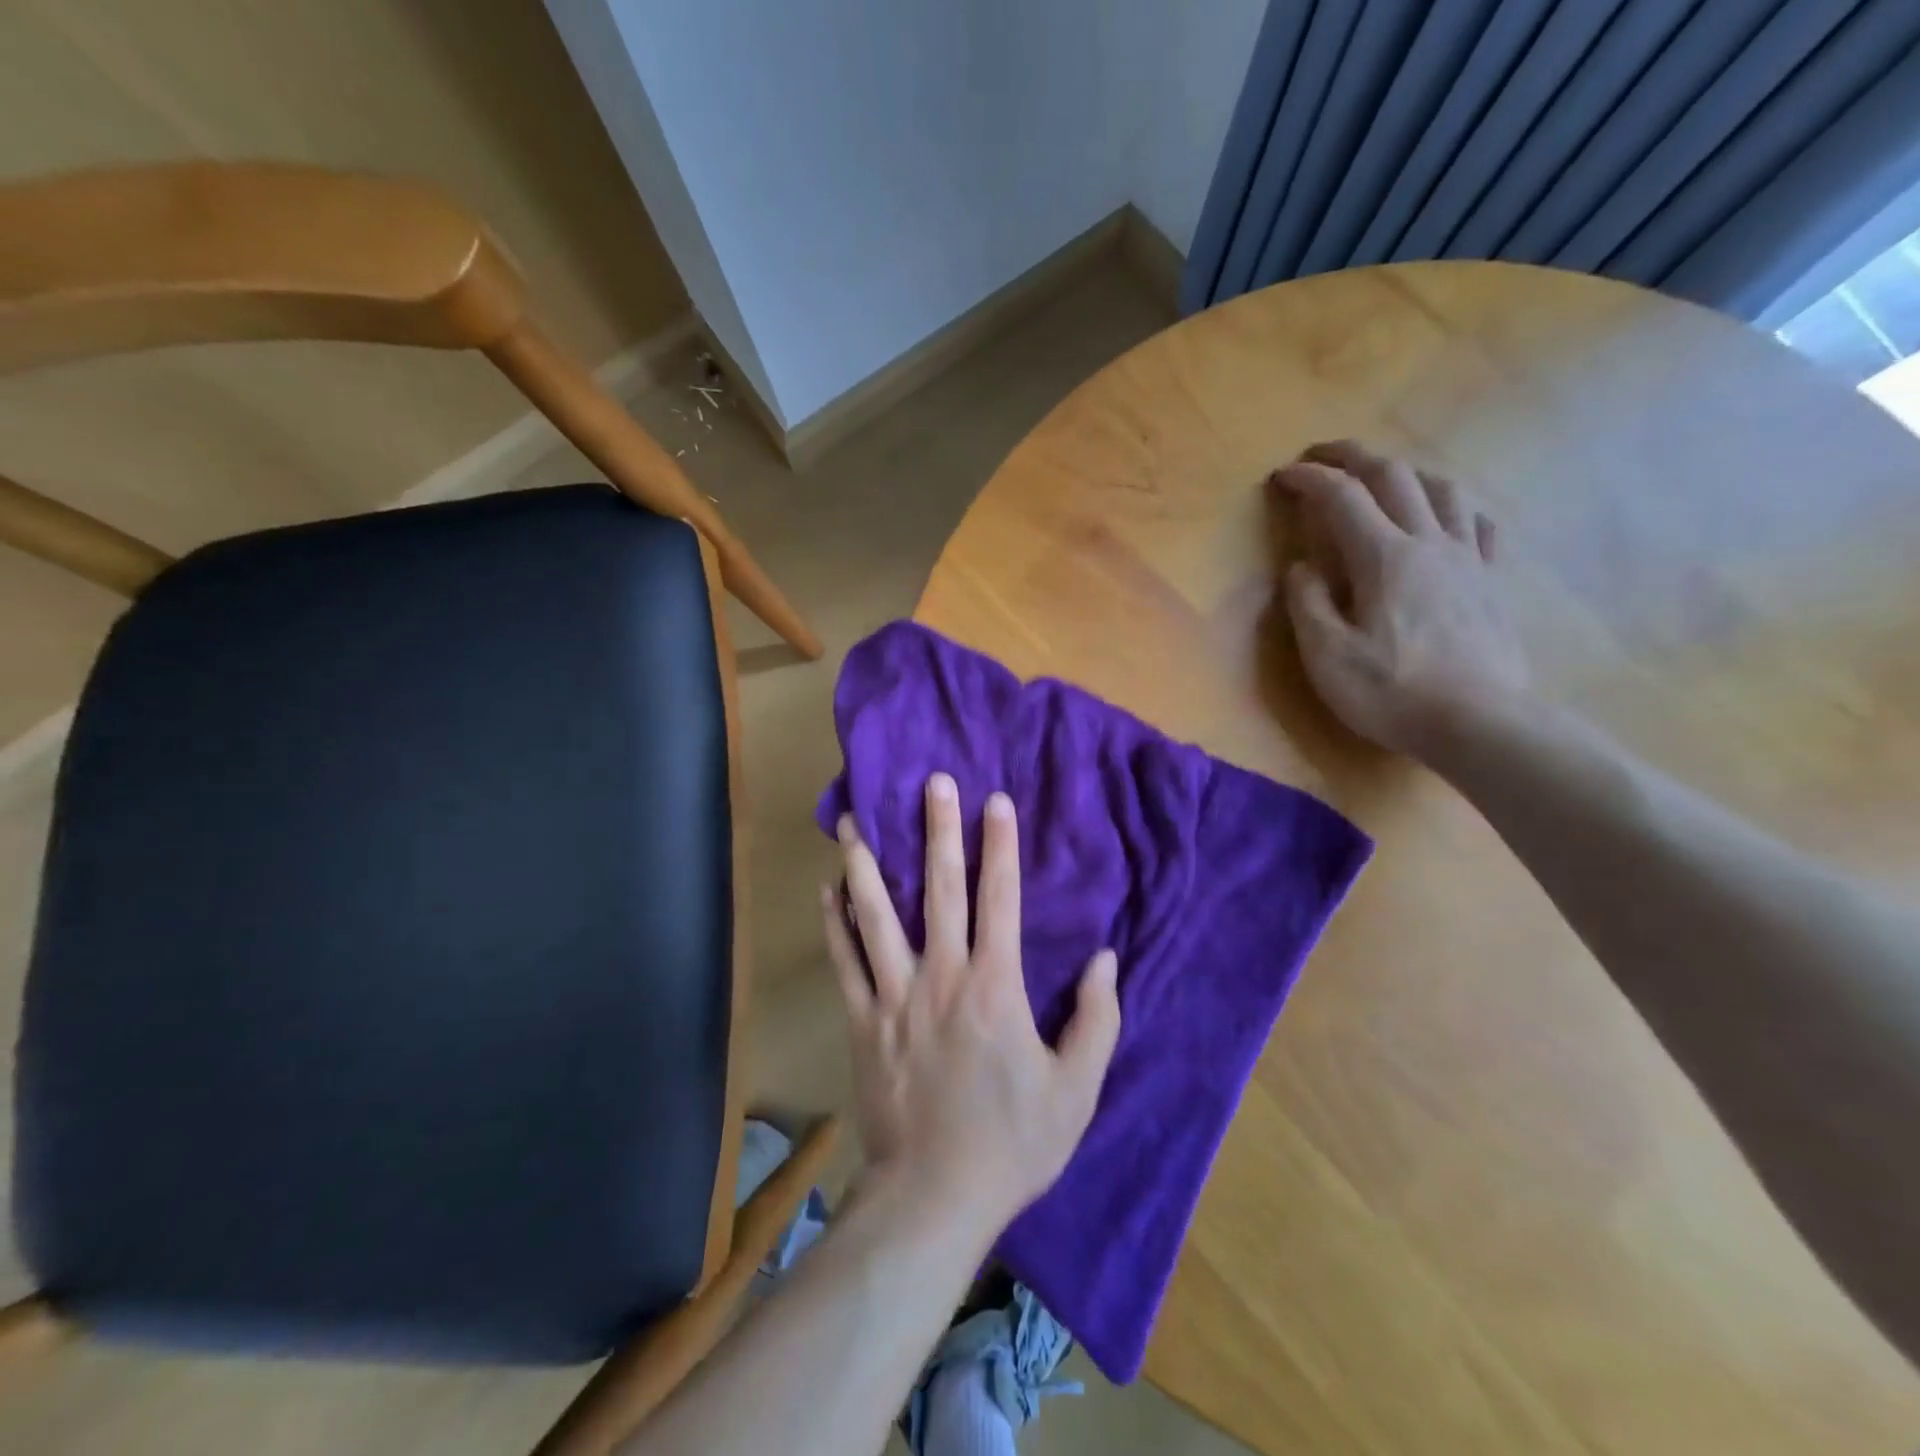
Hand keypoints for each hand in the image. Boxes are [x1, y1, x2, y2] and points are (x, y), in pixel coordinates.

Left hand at [821, 774, 1120, 1233]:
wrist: (934, 1196)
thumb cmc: (1013, 1142)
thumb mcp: (1076, 1089)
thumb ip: (1096, 1019)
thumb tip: (1104, 959)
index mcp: (994, 987)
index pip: (1000, 900)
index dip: (1000, 847)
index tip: (995, 802)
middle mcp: (941, 976)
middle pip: (939, 890)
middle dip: (938, 831)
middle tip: (931, 782)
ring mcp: (895, 997)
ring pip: (877, 916)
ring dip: (866, 864)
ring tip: (851, 820)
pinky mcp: (863, 1022)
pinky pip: (844, 962)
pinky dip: (835, 923)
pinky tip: (827, 890)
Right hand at [1273, 440, 1529, 759]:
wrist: (1479, 723)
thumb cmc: (1391, 692)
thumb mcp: (1326, 655)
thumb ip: (1307, 603)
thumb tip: (1302, 567)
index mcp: (1384, 557)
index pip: (1341, 498)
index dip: (1308, 479)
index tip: (1281, 475)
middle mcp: (1429, 542)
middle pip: (1393, 476)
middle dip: (1352, 456)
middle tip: (1321, 456)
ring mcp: (1468, 559)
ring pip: (1442, 489)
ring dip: (1405, 472)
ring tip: (1381, 479)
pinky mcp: (1491, 582)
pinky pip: (1479, 525)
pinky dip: (1454, 508)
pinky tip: (1446, 518)